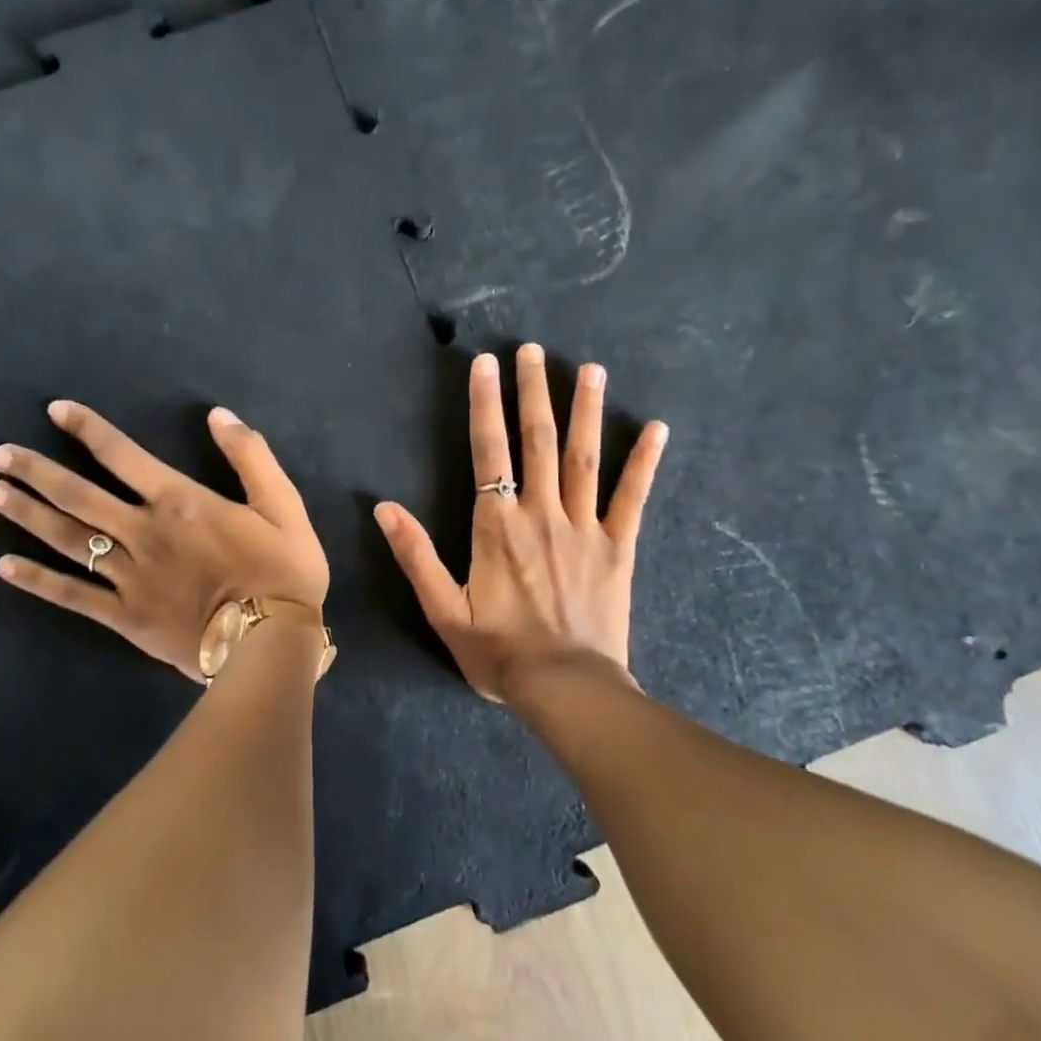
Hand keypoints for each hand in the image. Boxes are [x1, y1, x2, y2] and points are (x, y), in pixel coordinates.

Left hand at [0, 402, 327, 680]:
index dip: (87, 429)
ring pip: (69, 539)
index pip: (123, 456)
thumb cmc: (282, 570)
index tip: (55, 412)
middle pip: (80, 496)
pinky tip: (4, 567)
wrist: (270, 642)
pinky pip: (73, 595)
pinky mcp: (124, 616)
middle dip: (37, 472)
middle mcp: (143, 532)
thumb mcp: (282, 504)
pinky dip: (38, 581)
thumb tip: (218, 415)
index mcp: (179, 502)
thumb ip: (250, 455)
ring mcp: (128, 576)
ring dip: (28, 515)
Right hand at [375, 343, 667, 704]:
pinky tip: (656, 428)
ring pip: (583, 457)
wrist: (565, 689)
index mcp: (496, 525)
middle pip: (536, 440)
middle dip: (533, 391)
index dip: (485, 404)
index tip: (485, 364)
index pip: (488, 451)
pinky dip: (644, 462)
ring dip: (585, 411)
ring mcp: (584, 527)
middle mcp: (540, 513)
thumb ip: (415, 555)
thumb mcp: (444, 609)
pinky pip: (632, 498)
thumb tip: (383, 507)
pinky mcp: (618, 547)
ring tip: (590, 369)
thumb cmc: (499, 651)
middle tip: (533, 350)